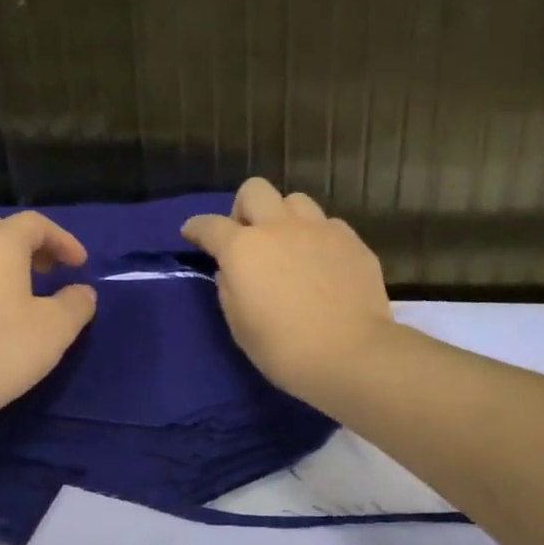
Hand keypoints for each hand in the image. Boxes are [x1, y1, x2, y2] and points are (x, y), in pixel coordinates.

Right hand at [182, 178, 392, 403]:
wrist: (350, 355)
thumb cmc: (284, 350)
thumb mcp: (240, 327)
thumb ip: (229, 291)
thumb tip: (230, 272)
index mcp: (243, 249)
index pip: (210, 226)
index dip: (196, 228)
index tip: (192, 234)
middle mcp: (279, 228)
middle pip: (254, 190)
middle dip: (243, 208)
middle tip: (248, 239)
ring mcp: (319, 229)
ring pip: (295, 200)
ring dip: (284, 218)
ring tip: (289, 246)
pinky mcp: (351, 240)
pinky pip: (328, 224)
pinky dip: (318, 237)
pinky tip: (321, 263)